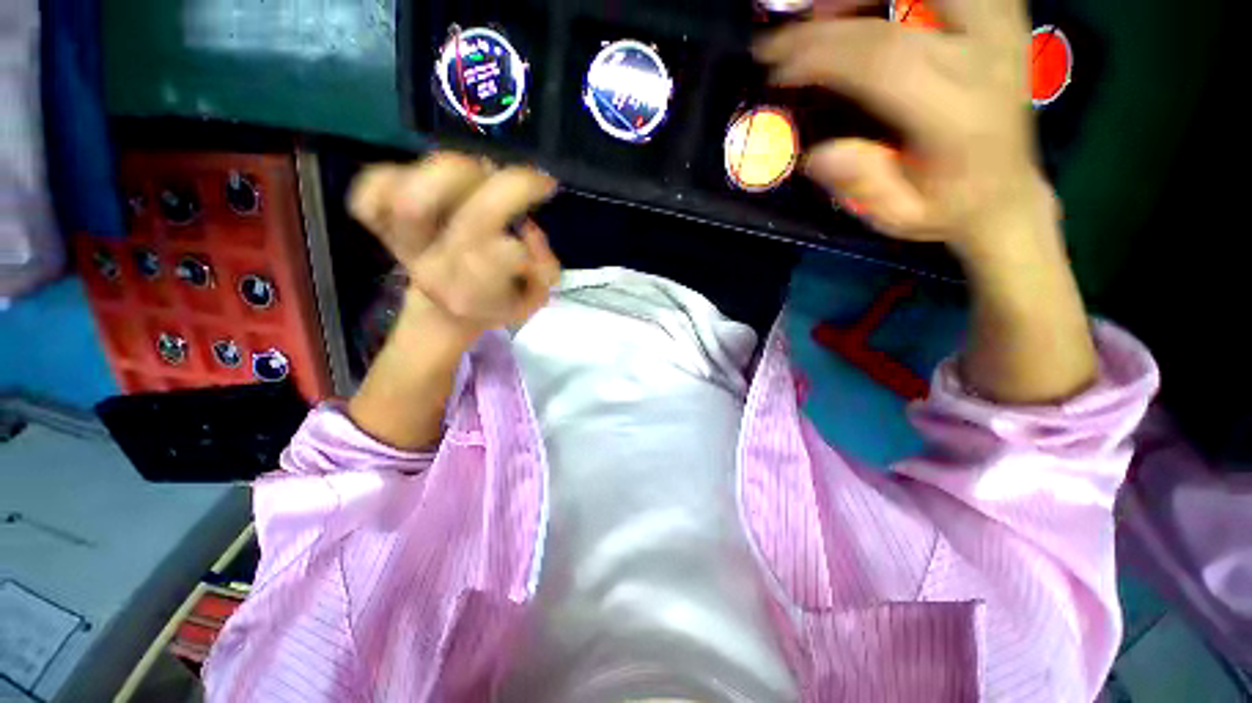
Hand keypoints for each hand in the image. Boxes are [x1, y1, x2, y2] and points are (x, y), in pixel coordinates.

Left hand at [349, 153, 561, 336]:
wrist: (444, 312)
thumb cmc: (496, 302)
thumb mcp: (534, 299)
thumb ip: (544, 271)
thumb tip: (529, 232)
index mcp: (476, 295)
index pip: (504, 259)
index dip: (527, 238)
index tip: (535, 230)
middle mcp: (437, 269)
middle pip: (471, 218)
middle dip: (512, 188)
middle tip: (529, 182)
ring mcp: (403, 242)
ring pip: (414, 197)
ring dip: (458, 173)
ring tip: (480, 175)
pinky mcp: (379, 222)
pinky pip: (371, 189)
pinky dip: (392, 174)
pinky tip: (422, 180)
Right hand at [755, 0, 1051, 257]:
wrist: (1006, 193)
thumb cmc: (946, 208)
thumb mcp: (898, 217)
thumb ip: (863, 187)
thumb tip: (817, 154)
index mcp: (958, 114)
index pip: (882, 59)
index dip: (820, 53)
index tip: (775, 67)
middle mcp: (986, 57)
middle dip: (837, 9)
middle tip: (791, 28)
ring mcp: (1002, 28)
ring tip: (827, 11)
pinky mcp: (1003, 17)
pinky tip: (871, 9)